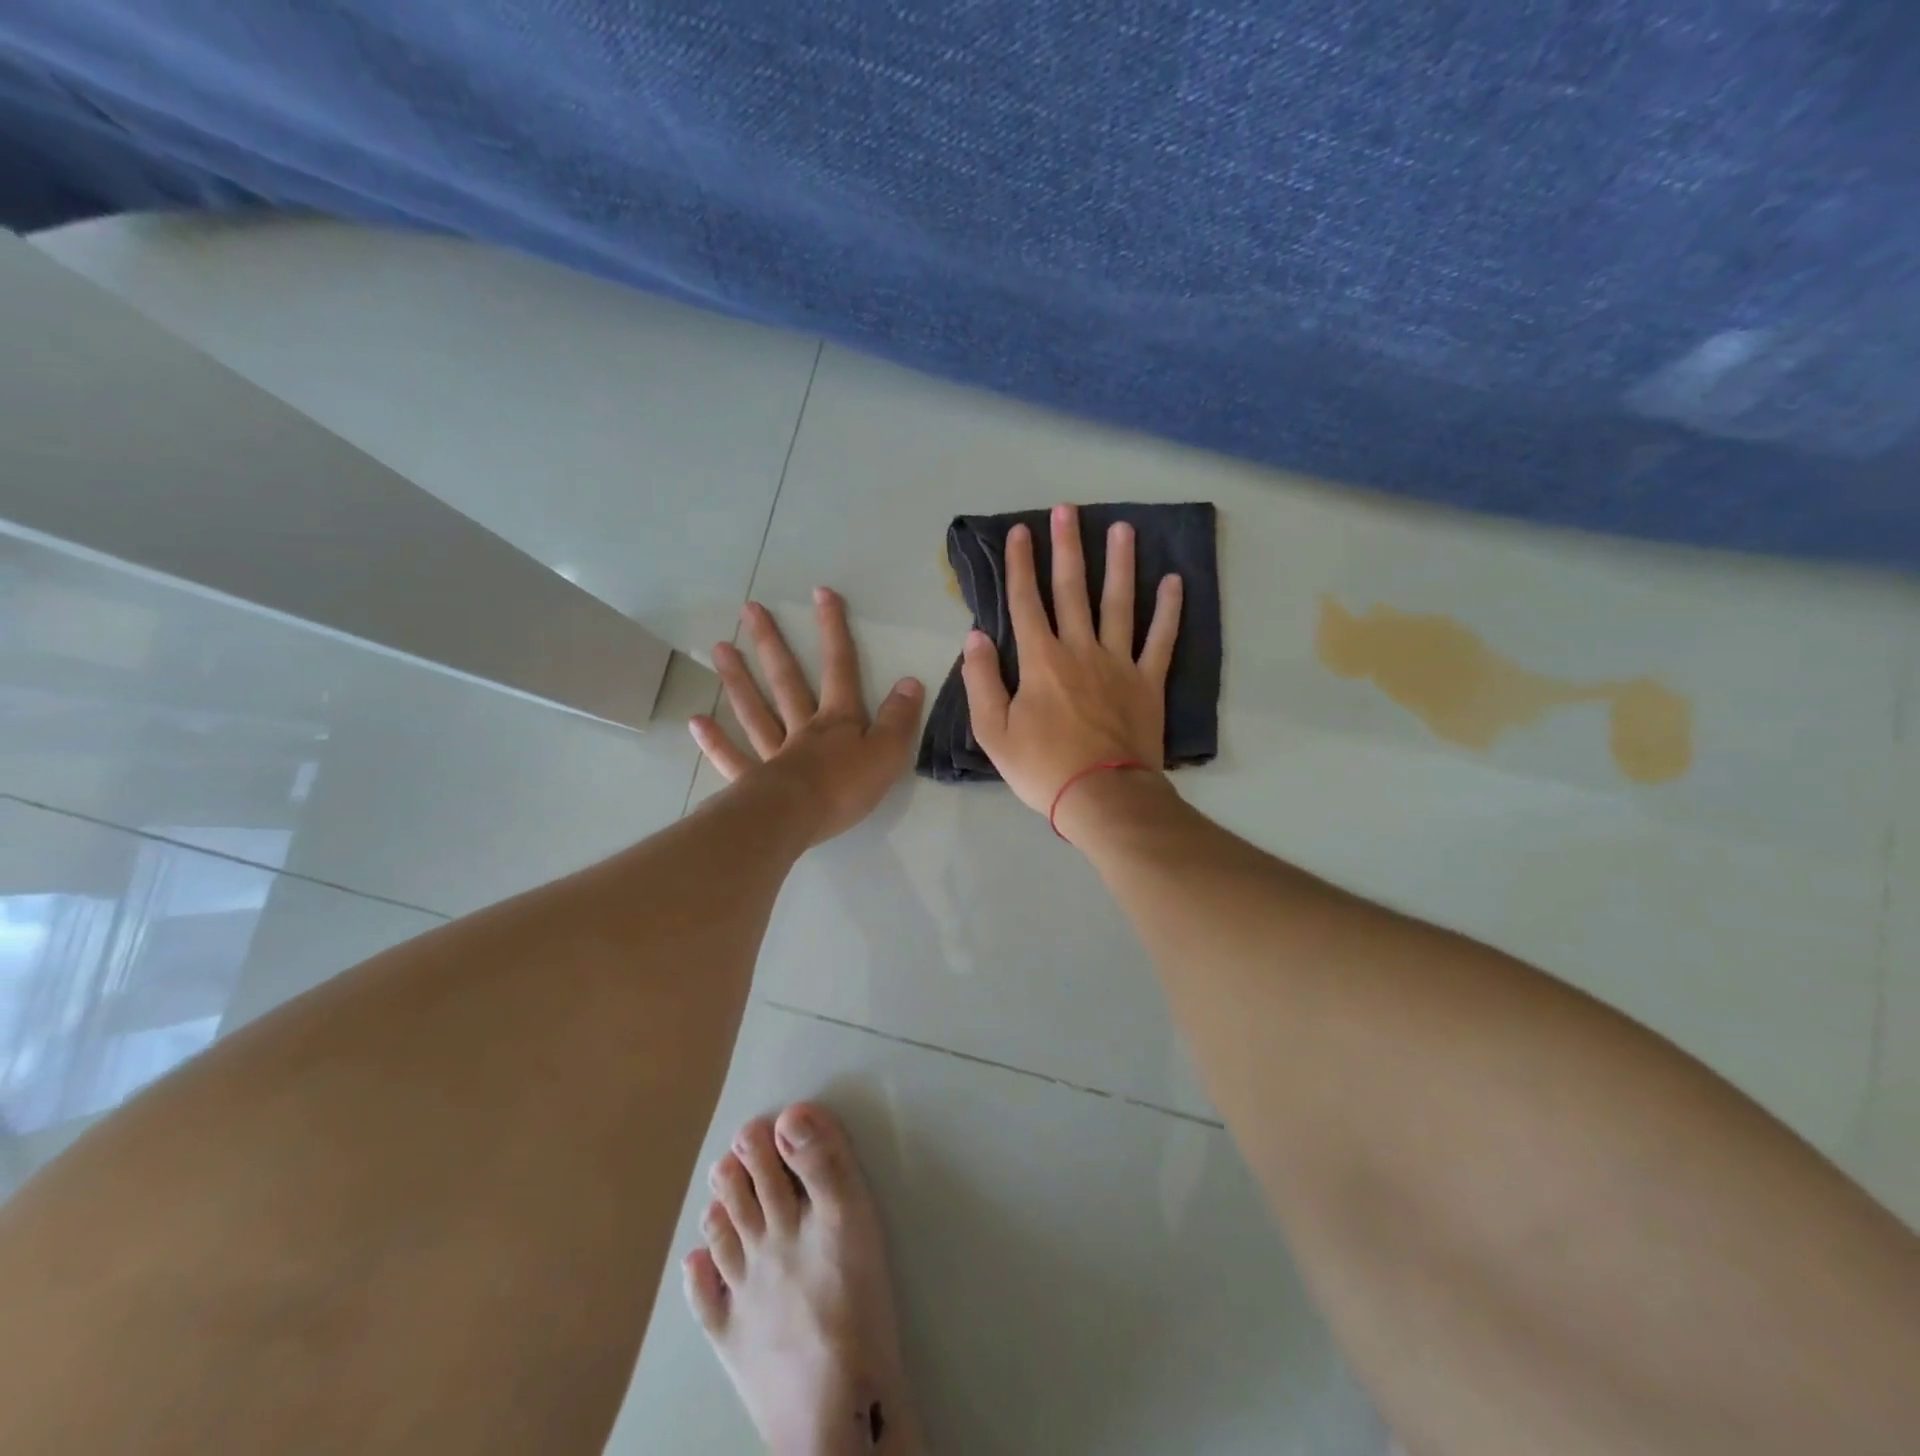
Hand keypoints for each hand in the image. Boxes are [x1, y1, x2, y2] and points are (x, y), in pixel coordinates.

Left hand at [692, 589, 922, 844]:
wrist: (798, 819)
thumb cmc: (845, 787)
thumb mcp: (888, 752)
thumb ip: (899, 718)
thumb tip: (909, 682)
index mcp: (837, 720)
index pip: (839, 667)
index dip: (833, 630)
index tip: (820, 592)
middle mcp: (802, 728)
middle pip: (786, 680)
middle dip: (771, 643)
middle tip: (748, 610)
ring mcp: (774, 754)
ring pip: (755, 710)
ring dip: (738, 679)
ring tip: (719, 648)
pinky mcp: (754, 783)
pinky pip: (732, 758)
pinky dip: (714, 741)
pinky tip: (696, 721)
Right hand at [961, 503, 1181, 818]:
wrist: (1101, 796)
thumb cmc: (1042, 767)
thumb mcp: (992, 731)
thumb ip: (980, 680)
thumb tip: (975, 636)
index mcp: (1040, 660)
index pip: (1025, 602)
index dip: (1020, 565)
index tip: (1020, 531)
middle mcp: (1080, 649)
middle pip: (1072, 590)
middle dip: (1067, 547)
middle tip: (1069, 508)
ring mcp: (1119, 663)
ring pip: (1119, 603)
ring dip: (1120, 564)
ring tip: (1123, 528)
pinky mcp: (1148, 682)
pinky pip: (1161, 640)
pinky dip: (1169, 611)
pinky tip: (1174, 582)